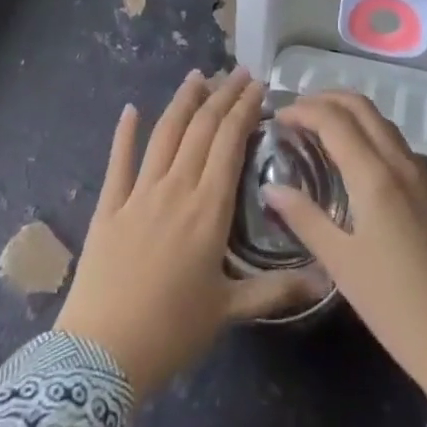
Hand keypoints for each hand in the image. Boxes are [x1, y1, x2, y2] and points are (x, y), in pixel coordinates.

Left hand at [55, 69, 303, 394]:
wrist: (102, 354)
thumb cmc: (171, 332)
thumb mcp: (229, 312)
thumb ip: (275, 290)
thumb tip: (324, 280)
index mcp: (208, 208)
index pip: (230, 142)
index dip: (244, 109)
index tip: (257, 86)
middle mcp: (177, 187)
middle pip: (202, 128)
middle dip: (222, 95)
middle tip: (237, 72)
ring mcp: (140, 192)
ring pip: (165, 132)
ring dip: (183, 101)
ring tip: (197, 75)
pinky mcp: (110, 205)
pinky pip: (119, 160)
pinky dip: (124, 132)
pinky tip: (130, 109)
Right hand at [264, 92, 426, 422]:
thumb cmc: (395, 307)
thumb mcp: (341, 265)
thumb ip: (305, 219)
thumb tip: (271, 188)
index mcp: (375, 176)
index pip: (334, 120)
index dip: (303, 110)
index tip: (279, 117)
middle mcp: (400, 163)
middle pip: (362, 107)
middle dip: (327, 98)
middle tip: (298, 111)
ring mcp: (423, 176)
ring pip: (383, 121)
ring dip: (350, 112)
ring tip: (322, 128)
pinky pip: (397, 143)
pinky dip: (370, 132)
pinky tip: (357, 159)